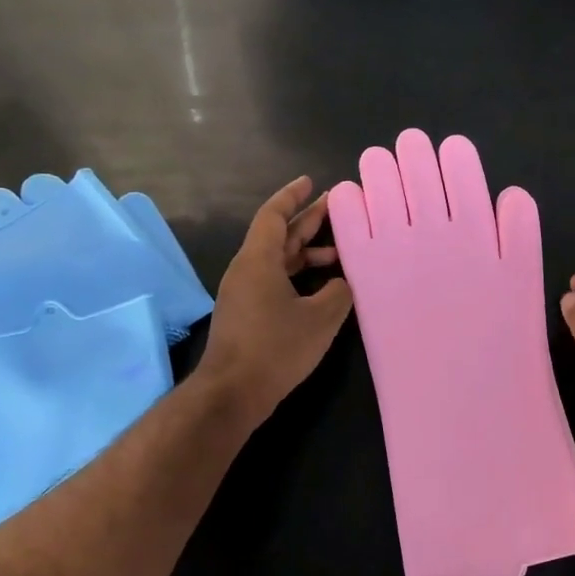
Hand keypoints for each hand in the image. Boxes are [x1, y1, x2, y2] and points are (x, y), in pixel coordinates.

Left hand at [197, 177, 352, 426]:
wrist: (232, 393)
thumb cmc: (275, 347)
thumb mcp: (320, 318)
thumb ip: (338, 292)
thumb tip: (342, 283)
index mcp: (259, 260)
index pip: (274, 215)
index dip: (292, 196)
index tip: (311, 182)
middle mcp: (246, 270)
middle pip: (277, 235)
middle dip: (306, 220)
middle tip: (335, 208)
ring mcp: (243, 293)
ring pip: (277, 259)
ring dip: (305, 251)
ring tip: (338, 252)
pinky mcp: (246, 313)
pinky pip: (274, 279)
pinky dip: (298, 274)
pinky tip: (322, 287)